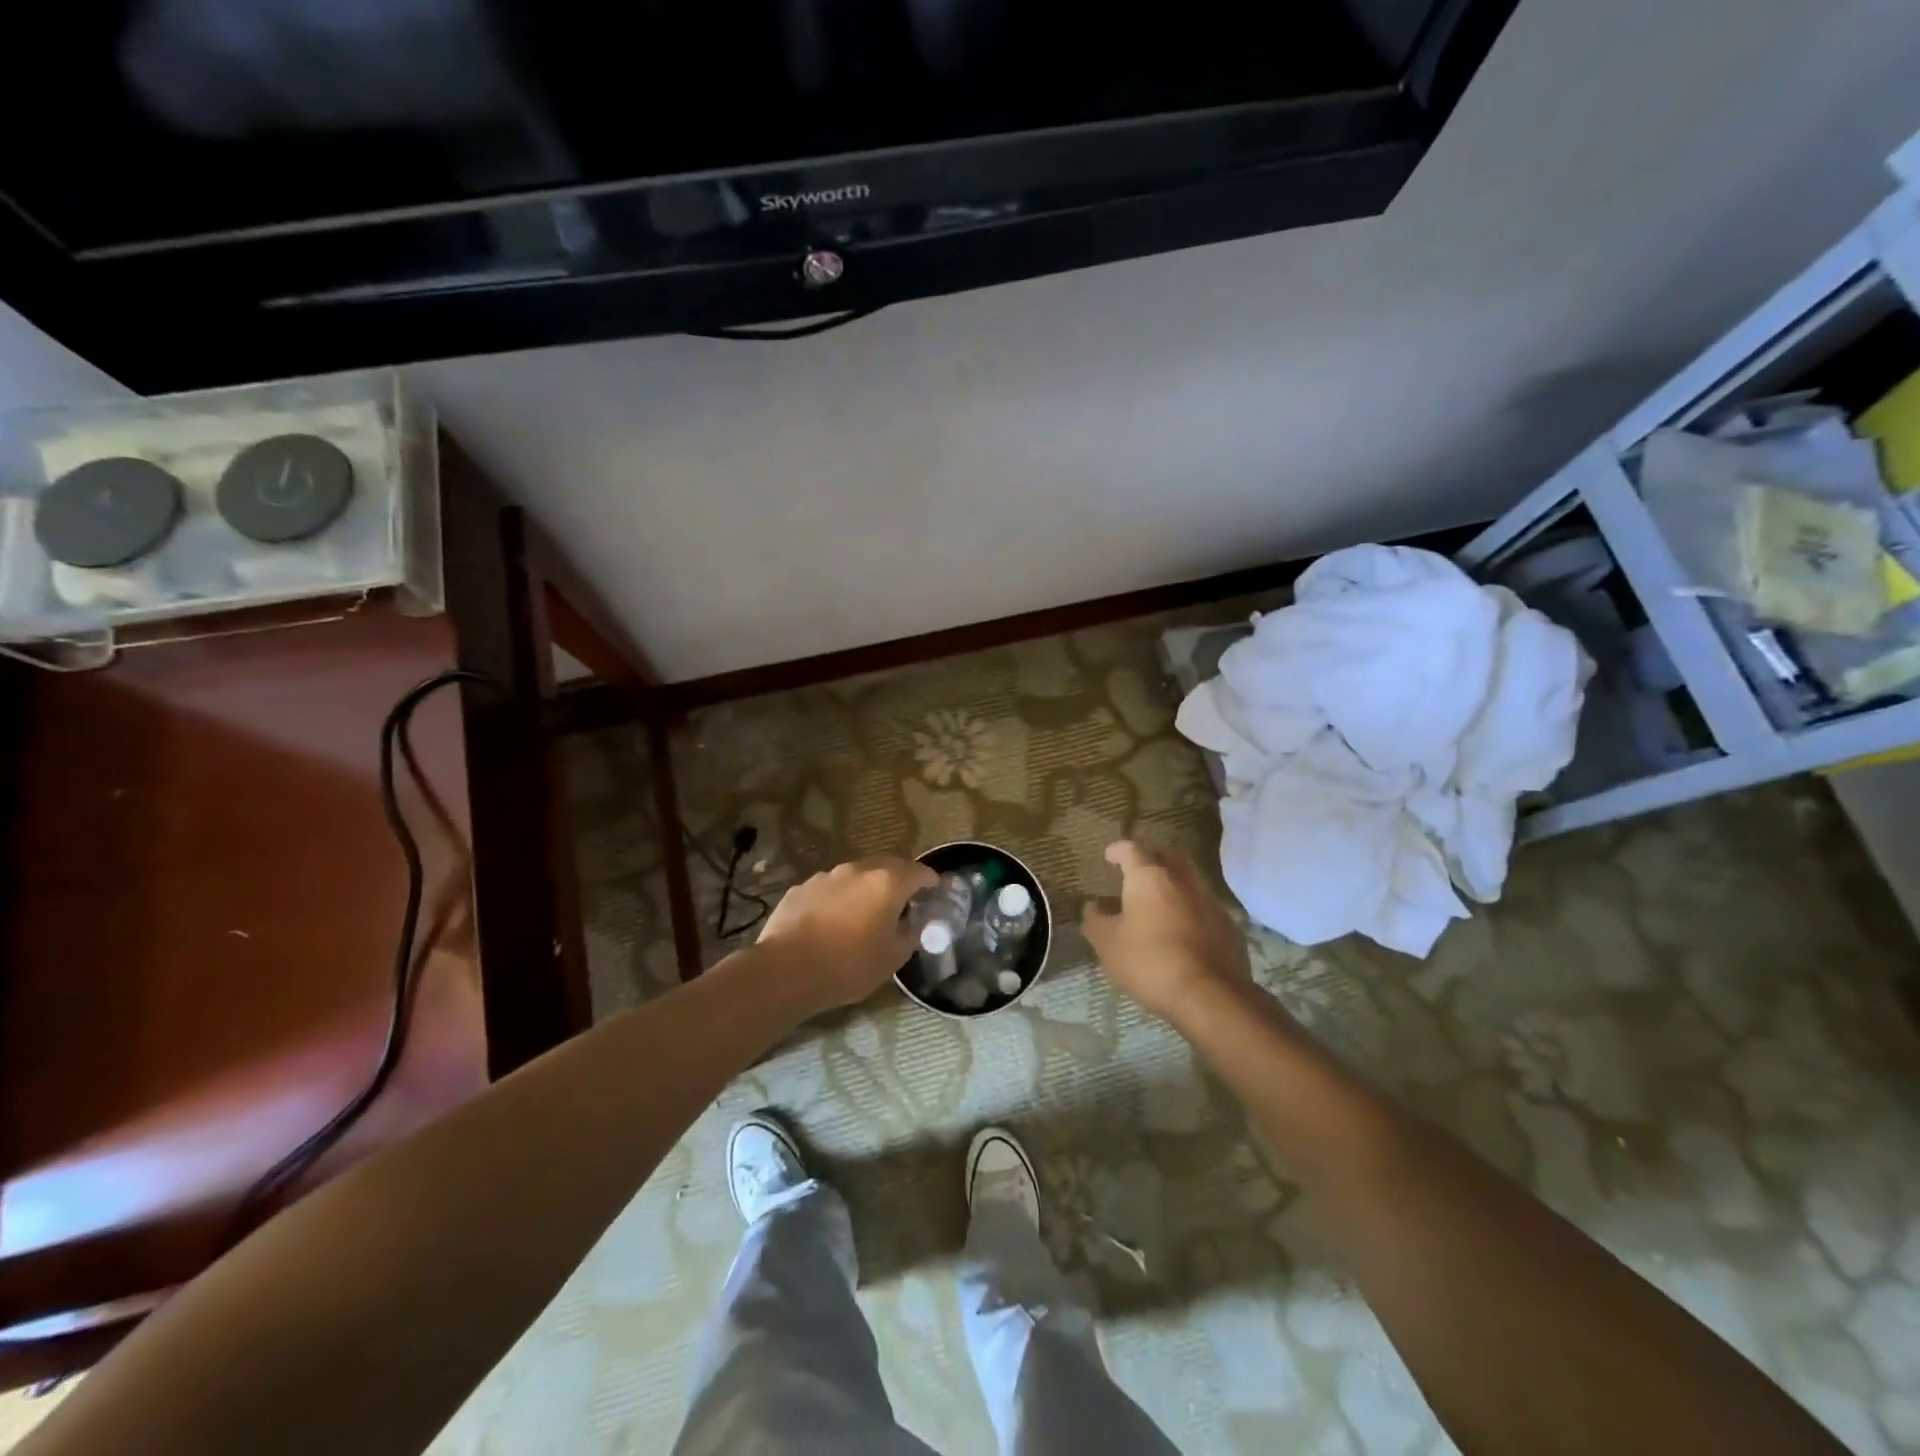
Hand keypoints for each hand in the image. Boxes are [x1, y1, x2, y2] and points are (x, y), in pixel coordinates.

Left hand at [752, 856, 939, 1018]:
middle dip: (900, 880)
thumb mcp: (892, 958)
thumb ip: (912, 934)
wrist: (785, 970)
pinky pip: (831, 888)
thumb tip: (918, 924)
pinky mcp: (802, 887)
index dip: (931, 881)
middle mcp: (858, 870)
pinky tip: (833, 922)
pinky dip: (840, 899)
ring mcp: (827, 876)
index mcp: (888, 883)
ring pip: (856, 876)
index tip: (936, 893)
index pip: (920, 871)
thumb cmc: (848, 966)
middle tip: (905, 901)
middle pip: (888, 866)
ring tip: (866, 913)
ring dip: (867, 888)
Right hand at [1083, 840, 1251, 1024]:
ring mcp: (1210, 901)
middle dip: (1152, 857)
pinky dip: (1189, 909)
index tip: (1109, 856)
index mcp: (1150, 876)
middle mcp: (1183, 879)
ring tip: (1157, 903)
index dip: (1118, 850)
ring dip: (1173, 884)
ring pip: (1190, 880)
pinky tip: (1180, 930)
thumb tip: (1093, 907)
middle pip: (1168, 855)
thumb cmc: (1150, 961)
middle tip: (1137, 870)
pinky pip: (1204, 907)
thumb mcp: (1108, 944)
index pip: (1131, 849)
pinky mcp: (1228, 926)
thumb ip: (1096, 921)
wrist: (1210, 995)